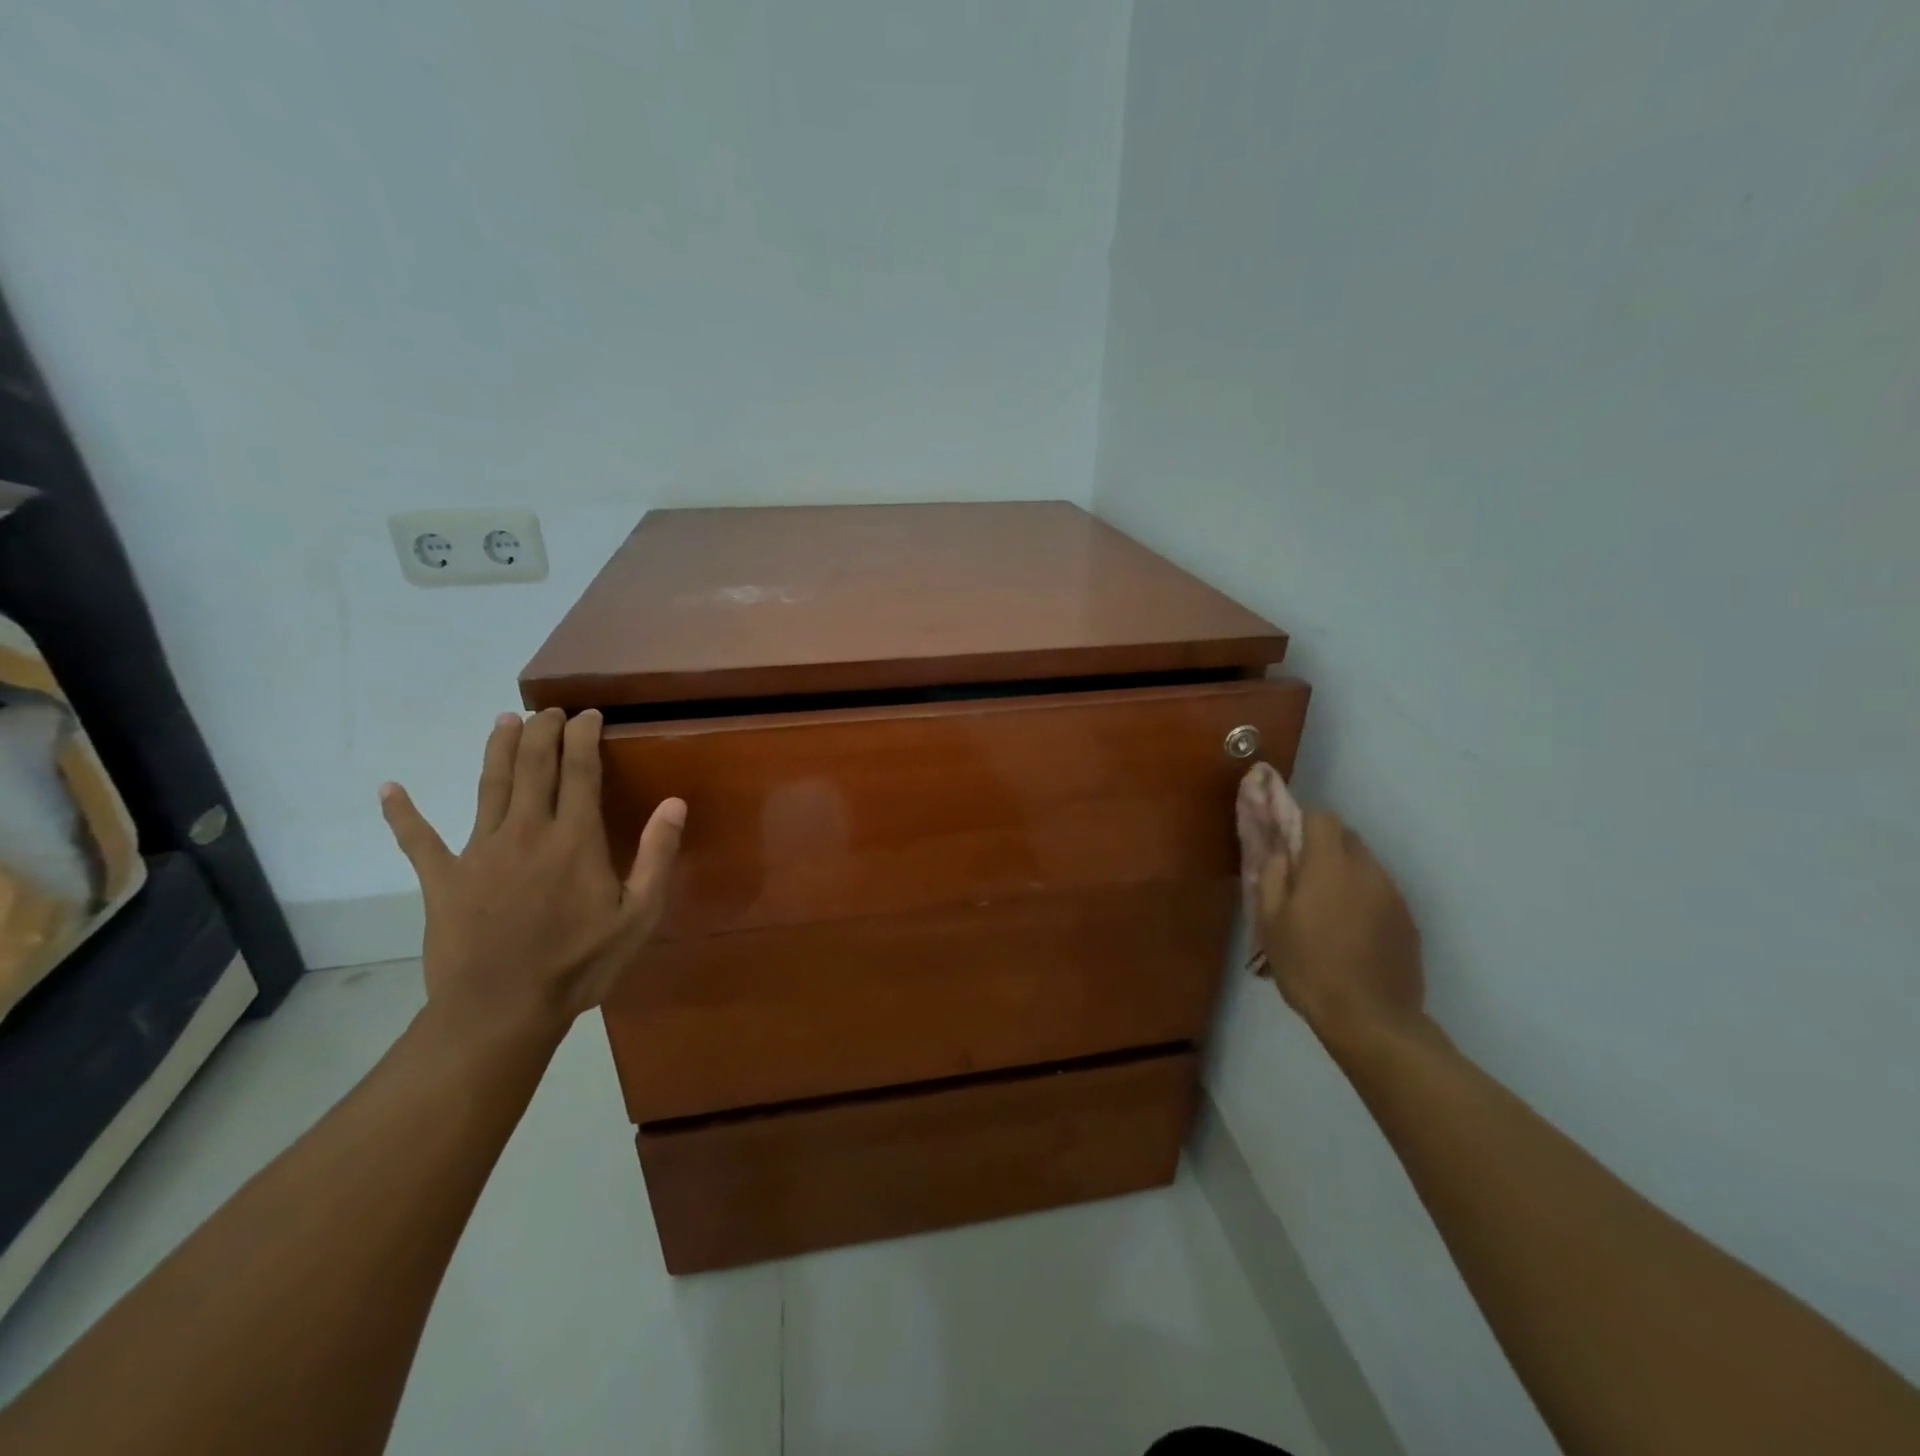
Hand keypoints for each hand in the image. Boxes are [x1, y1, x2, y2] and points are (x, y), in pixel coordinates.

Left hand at [379, 708, 684, 1048]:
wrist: (501, 1010)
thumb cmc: (579, 964)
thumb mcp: (638, 915)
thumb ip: (657, 855)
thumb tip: (674, 803)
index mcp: (574, 839)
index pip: (580, 770)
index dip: (583, 736)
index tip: (588, 715)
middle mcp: (526, 831)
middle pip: (533, 766)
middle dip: (542, 731)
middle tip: (550, 710)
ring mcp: (479, 851)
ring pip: (488, 786)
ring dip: (497, 749)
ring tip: (505, 721)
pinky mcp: (443, 878)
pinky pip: (418, 840)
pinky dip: (402, 813)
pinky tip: (389, 789)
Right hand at [1242, 782, 1424, 1044]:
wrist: (1370, 1019)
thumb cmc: (1308, 966)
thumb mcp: (1270, 922)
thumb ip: (1272, 877)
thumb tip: (1281, 854)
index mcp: (1330, 865)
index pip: (1323, 817)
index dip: (1303, 823)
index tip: (1289, 845)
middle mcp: (1368, 870)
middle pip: (1348, 838)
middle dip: (1325, 847)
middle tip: (1304, 879)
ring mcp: (1394, 896)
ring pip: (1366, 866)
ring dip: (1346, 875)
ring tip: (1329, 911)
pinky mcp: (1409, 922)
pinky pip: (1382, 894)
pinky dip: (1365, 900)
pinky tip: (1352, 933)